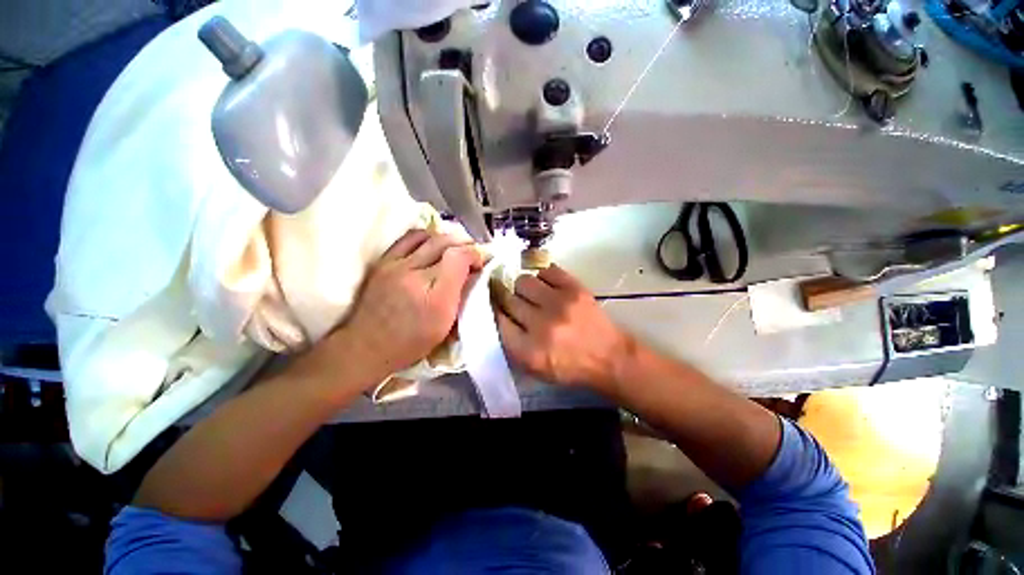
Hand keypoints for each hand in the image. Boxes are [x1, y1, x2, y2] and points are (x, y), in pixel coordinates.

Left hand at [334, 230, 484, 382]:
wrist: (366, 347)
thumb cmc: (411, 342)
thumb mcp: (445, 326)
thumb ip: (461, 296)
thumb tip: (471, 273)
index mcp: (435, 296)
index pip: (460, 257)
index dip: (475, 255)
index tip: (479, 263)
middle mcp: (415, 274)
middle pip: (446, 242)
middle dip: (464, 243)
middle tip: (471, 253)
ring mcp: (395, 265)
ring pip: (428, 236)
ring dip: (446, 239)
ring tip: (452, 248)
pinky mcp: (383, 262)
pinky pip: (408, 238)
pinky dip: (425, 237)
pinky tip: (430, 245)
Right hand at [495, 264, 633, 391]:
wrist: (609, 357)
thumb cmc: (569, 367)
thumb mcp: (534, 368)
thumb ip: (512, 344)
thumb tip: (497, 314)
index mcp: (528, 351)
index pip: (498, 320)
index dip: (496, 312)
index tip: (498, 309)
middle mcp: (541, 325)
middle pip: (508, 299)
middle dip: (508, 300)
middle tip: (515, 302)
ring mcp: (559, 304)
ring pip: (523, 281)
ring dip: (524, 288)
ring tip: (534, 295)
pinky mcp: (575, 289)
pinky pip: (546, 271)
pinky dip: (544, 278)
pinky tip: (549, 287)